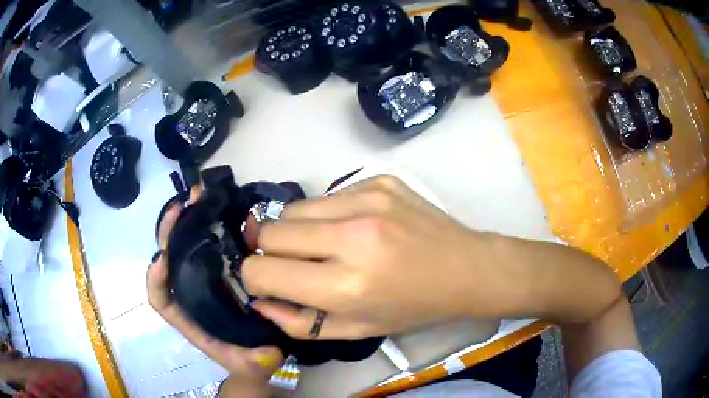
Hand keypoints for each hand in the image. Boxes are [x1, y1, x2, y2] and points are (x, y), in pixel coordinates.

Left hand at [147, 187, 282, 392]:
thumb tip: (268, 353)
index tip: (163, 258)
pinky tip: (218, 208)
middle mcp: (189, 295)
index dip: (155, 279)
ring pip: (184, 248)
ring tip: (196, 196)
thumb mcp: (253, 365)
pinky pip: (206, 244)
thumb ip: (257, 363)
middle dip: (168, 234)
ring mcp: (202, 280)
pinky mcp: (218, 271)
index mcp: (189, 318)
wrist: (257, 355)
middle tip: (180, 207)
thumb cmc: (248, 361)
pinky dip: (208, 225)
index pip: (160, 299)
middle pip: (167, 262)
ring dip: (185, 221)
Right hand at [242, 176, 499, 339]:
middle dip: (269, 251)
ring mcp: (367, 200)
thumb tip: (259, 299)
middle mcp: (352, 237)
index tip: (266, 280)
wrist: (465, 268)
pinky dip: (327, 215)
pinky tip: (355, 227)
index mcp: (346, 286)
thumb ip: (298, 322)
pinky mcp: (379, 180)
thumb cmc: (412, 308)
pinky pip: (327, 195)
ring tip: (325, 245)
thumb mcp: (356, 330)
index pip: (261, 271)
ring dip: (297, 230)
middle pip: (268, 231)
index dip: (254, 278)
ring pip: (293, 208)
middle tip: (292, 262)